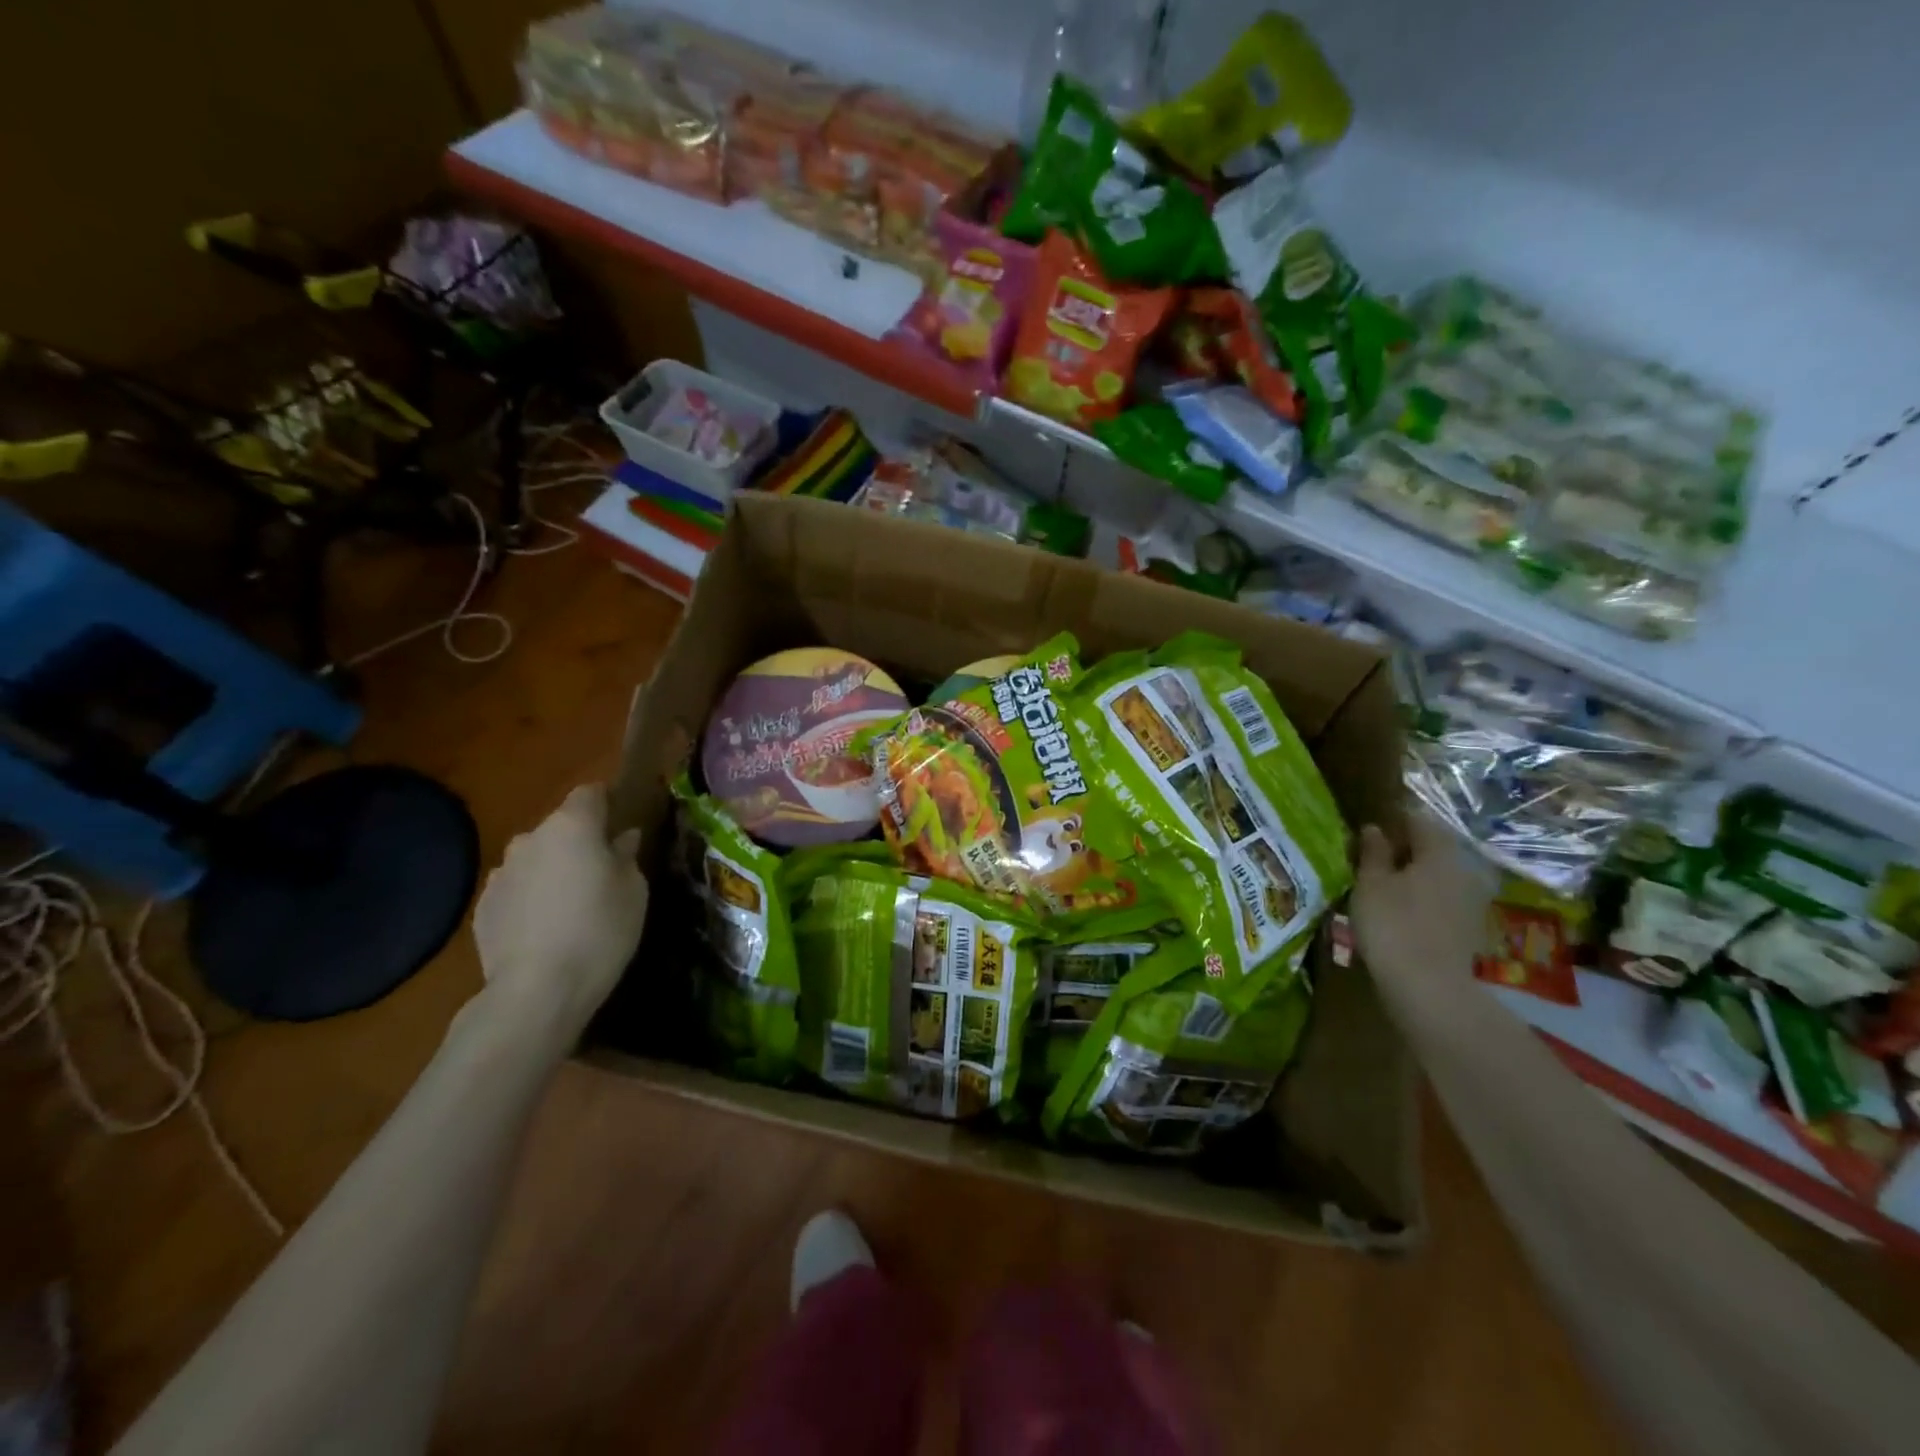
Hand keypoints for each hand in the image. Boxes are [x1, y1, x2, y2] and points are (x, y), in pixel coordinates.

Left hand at [472, 784, 648, 1037]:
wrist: (537, 991)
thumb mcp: (634, 891)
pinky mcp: (483, 907)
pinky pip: (516, 890)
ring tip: (569, 906)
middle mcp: (530, 838)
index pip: (590, 792)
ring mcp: (501, 873)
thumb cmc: (600, 931)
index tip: (622, 824)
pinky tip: (544, 930)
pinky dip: (530, 899)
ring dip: (552, 870)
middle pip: (560, 827)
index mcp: (572, 826)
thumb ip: (626, 856)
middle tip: (601, 873)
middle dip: (579, 842)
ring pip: (535, 859)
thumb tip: (622, 838)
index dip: (607, 803)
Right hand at [1350, 811, 1490, 984]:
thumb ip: (1373, 853)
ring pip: (1438, 875)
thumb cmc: (1392, 924)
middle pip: (1432, 848)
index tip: (1369, 828)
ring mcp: (1472, 901)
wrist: (1429, 988)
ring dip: (1413, 876)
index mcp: (1440, 852)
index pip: (1418, 820)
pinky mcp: (1470, 927)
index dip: (1392, 820)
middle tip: (1371, 857)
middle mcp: (1464, 870)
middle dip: (1404, 849)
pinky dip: (1422, 898)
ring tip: (1381, 885)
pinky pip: (1442, 899)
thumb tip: (1374, 829)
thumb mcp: (1370, 883)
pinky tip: (1399, 910)